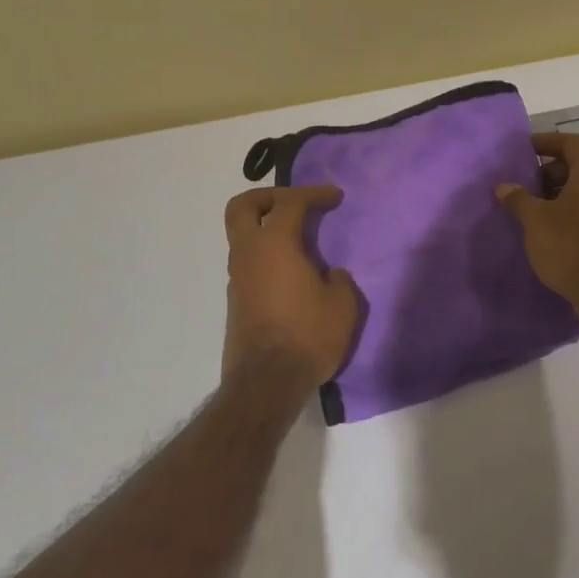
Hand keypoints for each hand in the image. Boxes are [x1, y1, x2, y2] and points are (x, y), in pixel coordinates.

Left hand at [222, 185, 361, 388]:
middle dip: (267, 197)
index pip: (290, 203)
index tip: (335, 197)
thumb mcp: (342, 305)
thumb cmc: (308, 335)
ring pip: (242, 237)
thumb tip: (329, 275)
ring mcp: (237, 278)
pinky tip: (291, 273)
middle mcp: (248, 254)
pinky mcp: (235, 301)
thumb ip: (339, 281)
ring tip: (299, 241)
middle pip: (242, 207)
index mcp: (274, 244)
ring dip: (266, 229)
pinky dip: (266, 256)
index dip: (313, 193)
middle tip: (295, 203)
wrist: (266, 383)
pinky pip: (248, 263)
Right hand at [496, 132, 578, 316]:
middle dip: (549, 171)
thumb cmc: (570, 246)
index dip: (547, 141)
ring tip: (531, 208)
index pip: (571, 142)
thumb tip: (504, 186)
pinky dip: (568, 212)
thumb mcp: (535, 220)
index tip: (524, 150)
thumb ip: (518, 199)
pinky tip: (548, 230)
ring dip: (557, 193)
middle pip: (578, 165)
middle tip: (524, 183)